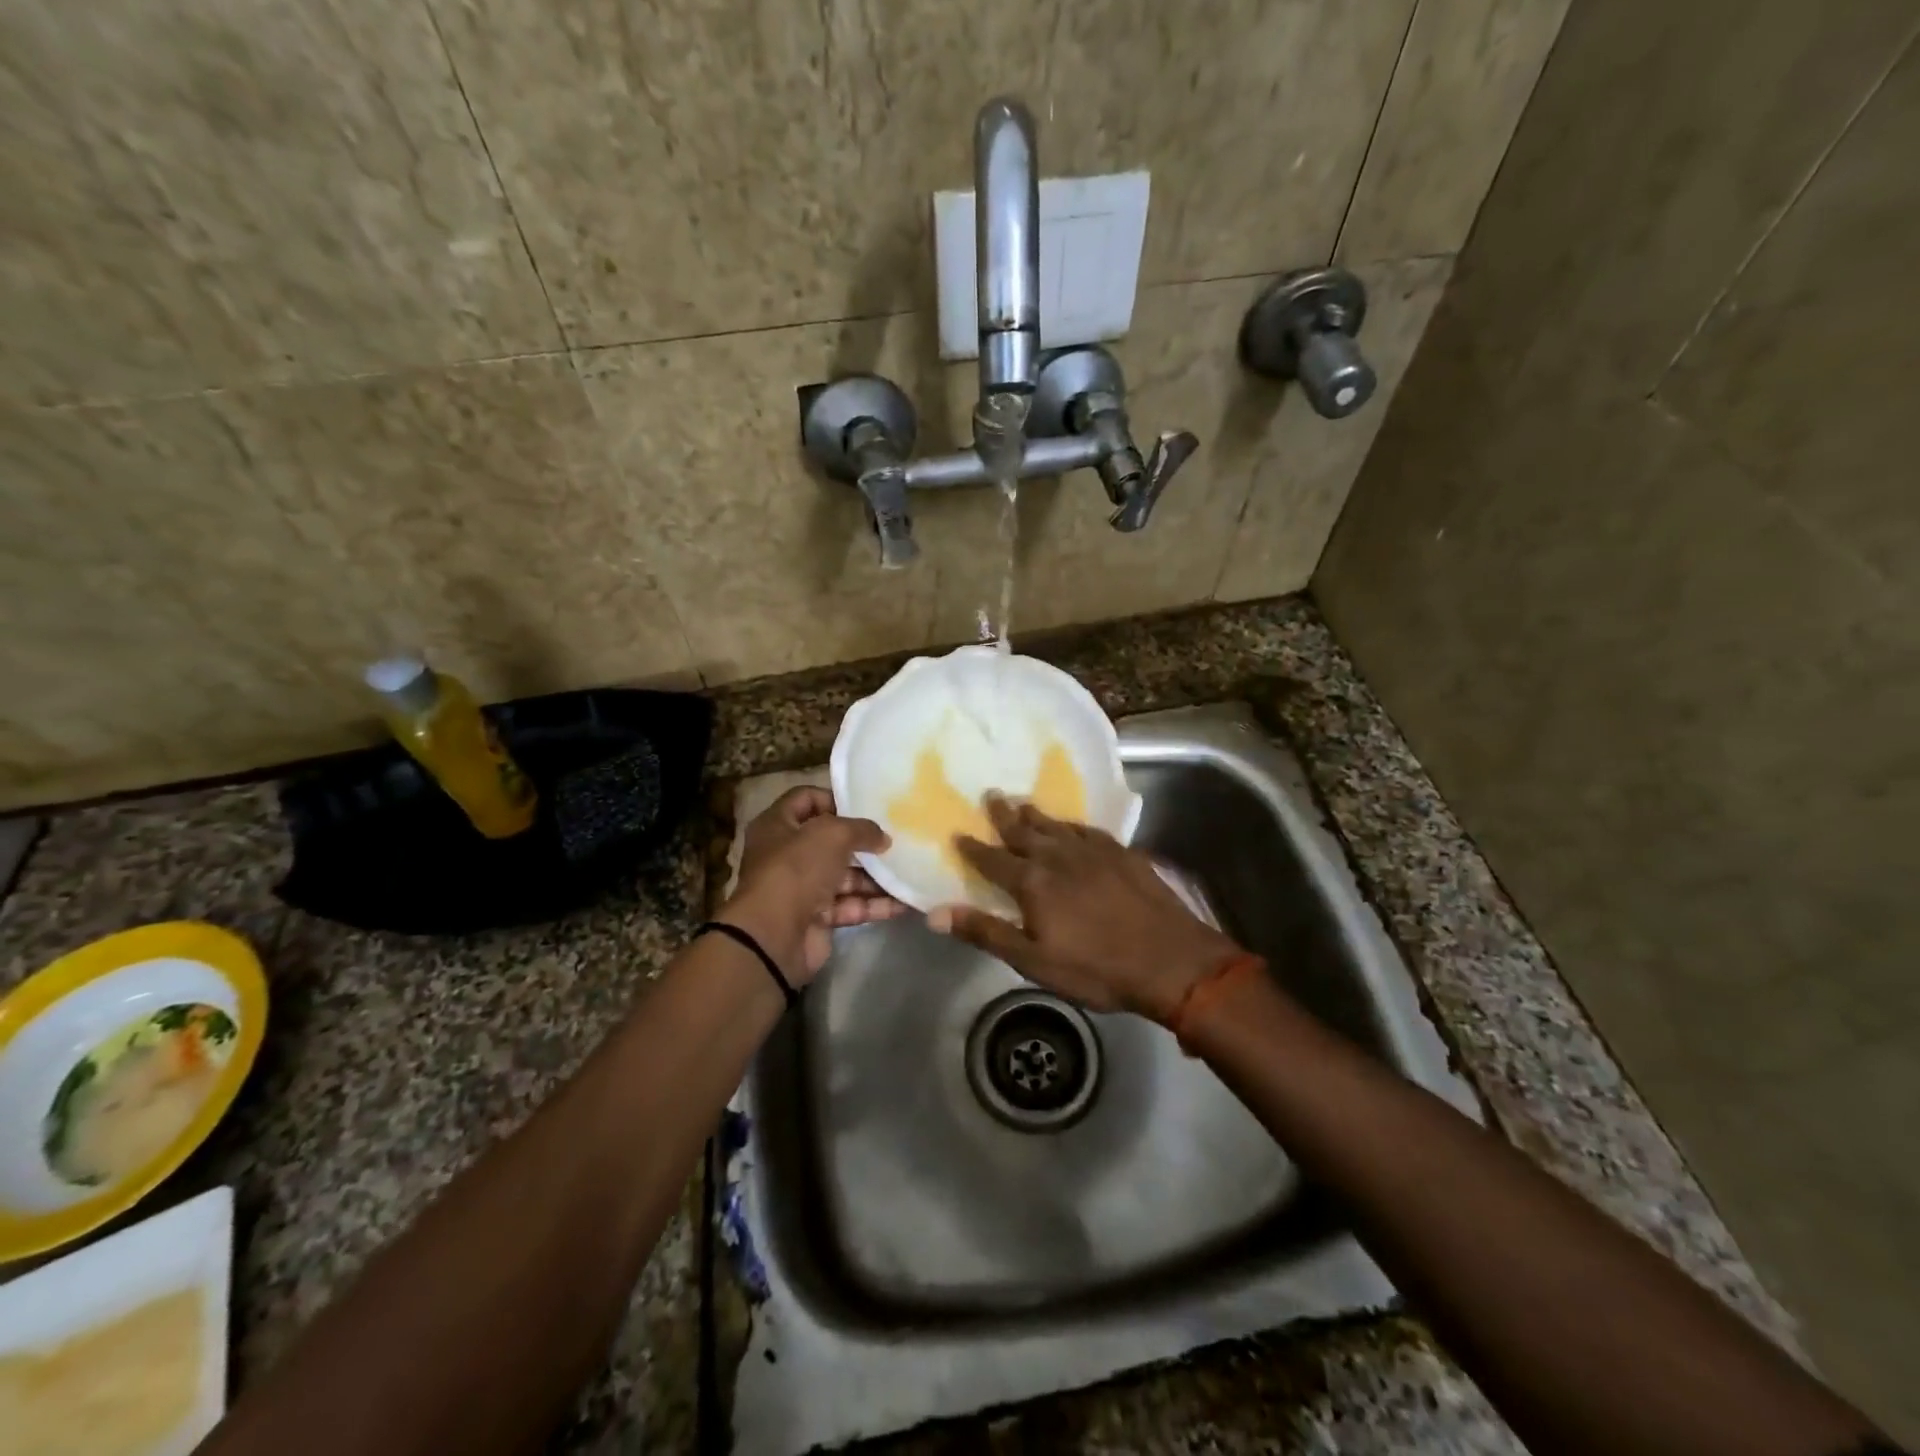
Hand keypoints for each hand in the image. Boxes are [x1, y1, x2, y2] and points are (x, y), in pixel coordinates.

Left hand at [721, 786, 907, 984]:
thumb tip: (883, 838)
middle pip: (829, 841)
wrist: (774, 936)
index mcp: (777, 825)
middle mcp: (787, 854)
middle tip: (895, 839)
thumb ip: (862, 829)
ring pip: (844, 876)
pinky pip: (850, 906)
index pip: (806, 799)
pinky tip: (903, 902)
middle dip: (862, 842)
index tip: (866, 806)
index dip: (834, 799)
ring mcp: (802, 888)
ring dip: (875, 876)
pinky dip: (874, 904)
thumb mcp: (832, 834)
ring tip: (908, 871)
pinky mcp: (816, 918)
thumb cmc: (797, 869)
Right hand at [926, 795, 1239, 1019]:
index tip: (958, 833)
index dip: (973, 848)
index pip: (993, 860)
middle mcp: (1058, 856)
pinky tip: (1071, 826)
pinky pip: (1087, 829)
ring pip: (1055, 825)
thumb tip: (935, 913)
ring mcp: (1093, 851)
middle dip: (1004, 815)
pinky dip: (1071, 824)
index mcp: (1033, 882)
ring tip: (1022, 802)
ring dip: (1035, 814)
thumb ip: (985, 932)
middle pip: (1024, 831)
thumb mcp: (1033, 961)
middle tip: (991, 795)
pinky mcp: (1122, 853)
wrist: (1171, 961)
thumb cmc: (1096, 968)